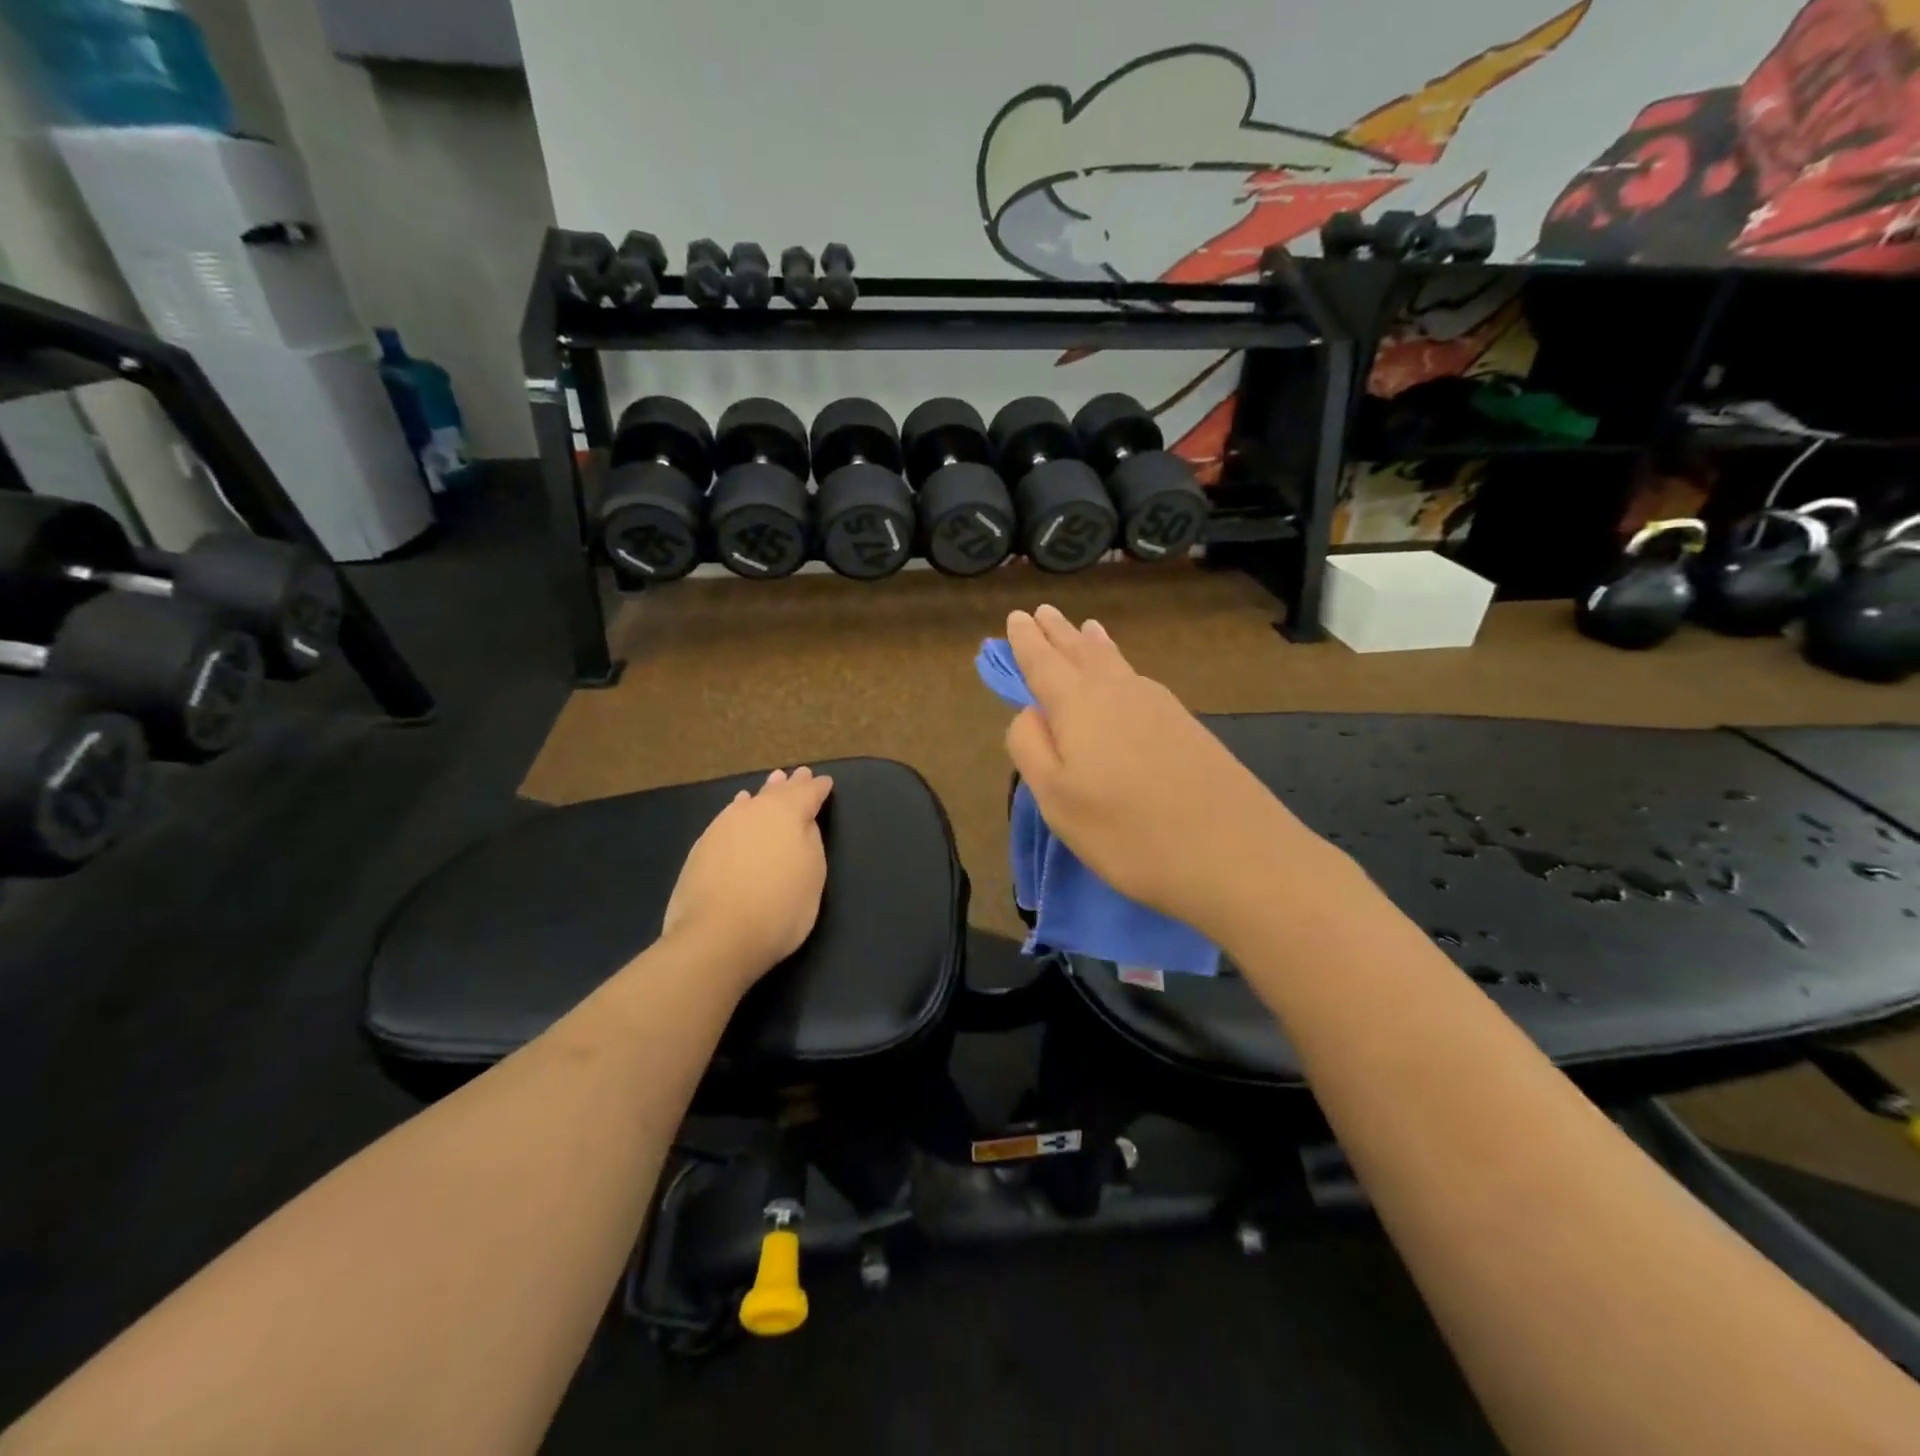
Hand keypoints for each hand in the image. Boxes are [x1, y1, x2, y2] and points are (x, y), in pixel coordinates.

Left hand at [662, 767, 833, 987]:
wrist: (717, 935)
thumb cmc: (780, 906)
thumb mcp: (813, 874)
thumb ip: (810, 841)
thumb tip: (803, 822)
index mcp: (788, 813)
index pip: (809, 794)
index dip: (818, 788)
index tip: (825, 782)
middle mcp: (755, 811)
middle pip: (777, 792)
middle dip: (791, 785)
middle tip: (799, 774)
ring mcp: (724, 826)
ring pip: (750, 801)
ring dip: (764, 794)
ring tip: (771, 784)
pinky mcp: (702, 846)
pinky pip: (728, 816)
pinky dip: (739, 809)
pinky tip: (738, 808)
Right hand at [1003, 606, 1324, 939]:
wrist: (1234, 853)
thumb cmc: (1128, 832)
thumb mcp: (1057, 799)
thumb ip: (1031, 747)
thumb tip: (1029, 712)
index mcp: (1079, 706)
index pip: (1044, 663)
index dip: (1026, 641)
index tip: (1015, 616)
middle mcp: (1119, 692)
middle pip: (1082, 653)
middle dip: (1060, 633)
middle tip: (1044, 612)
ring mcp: (1159, 706)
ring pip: (1116, 663)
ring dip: (1093, 644)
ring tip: (1086, 628)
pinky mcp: (1186, 727)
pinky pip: (1139, 680)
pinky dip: (1121, 666)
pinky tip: (1127, 675)